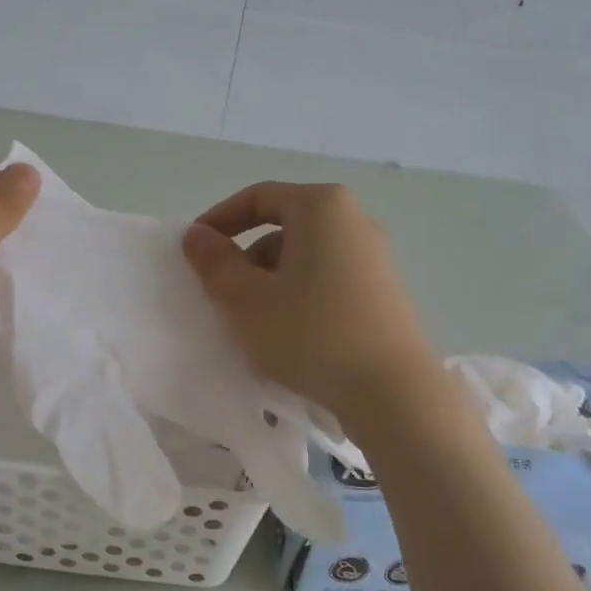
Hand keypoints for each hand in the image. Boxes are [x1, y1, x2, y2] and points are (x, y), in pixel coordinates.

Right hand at [182, 181, 437, 423]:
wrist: (394, 393)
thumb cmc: (312, 334)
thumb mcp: (248, 299)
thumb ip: (215, 262)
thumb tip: (196, 235)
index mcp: (322, 207)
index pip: (258, 197)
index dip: (219, 220)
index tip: (195, 251)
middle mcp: (354, 220)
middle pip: (284, 226)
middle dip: (246, 256)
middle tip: (222, 293)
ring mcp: (374, 256)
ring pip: (306, 255)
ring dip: (271, 280)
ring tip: (254, 321)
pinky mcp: (384, 290)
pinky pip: (328, 278)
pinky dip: (300, 294)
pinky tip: (290, 334)